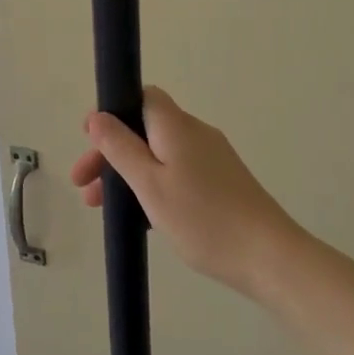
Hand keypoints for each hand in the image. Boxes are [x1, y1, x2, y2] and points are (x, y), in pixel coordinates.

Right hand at [71, 86, 304, 298]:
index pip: (142, 97)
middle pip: (145, 129)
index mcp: (176, 126)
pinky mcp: (222, 183)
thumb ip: (120, 147)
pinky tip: (140, 217)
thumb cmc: (202, 218)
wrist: (269, 257)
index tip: (88, 140)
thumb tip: (97, 116)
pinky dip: (152, 186)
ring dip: (128, 174)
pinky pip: (176, 173)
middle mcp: (195, 134)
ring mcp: (212, 159)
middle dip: (111, 152)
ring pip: (159, 155)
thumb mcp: (149, 184)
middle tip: (83, 186)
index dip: (113, 112)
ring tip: (102, 208)